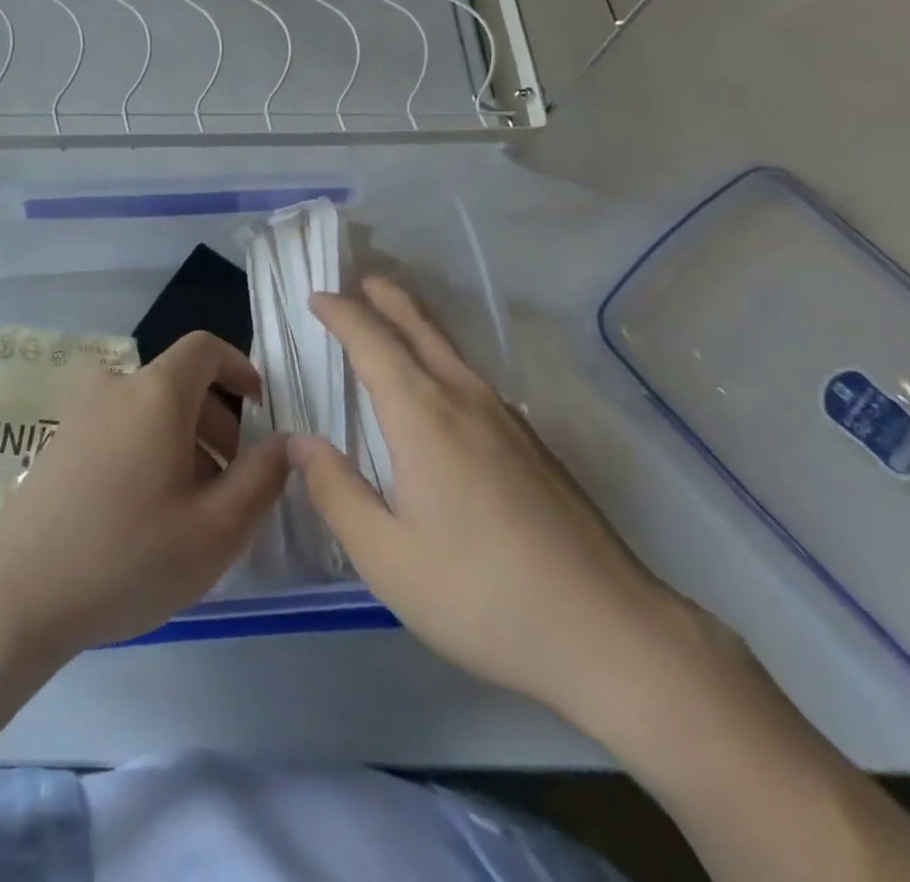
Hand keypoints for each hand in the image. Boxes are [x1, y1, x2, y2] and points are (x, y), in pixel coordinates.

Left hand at [0, 332, 290, 655]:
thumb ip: (262, 478)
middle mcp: (116, 386)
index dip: (239, 367)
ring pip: (149, 409)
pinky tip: (146, 512)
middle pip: (179, 383)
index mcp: (156, 392)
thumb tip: (285, 441)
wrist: (16, 596)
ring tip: (192, 506)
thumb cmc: (127, 556)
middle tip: (233, 483)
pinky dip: (147, 449)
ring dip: (183, 441)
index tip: (260, 407)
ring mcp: (80, 412)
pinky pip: (120, 427)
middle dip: (217, 422)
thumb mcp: (216, 529)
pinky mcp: (59, 441)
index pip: (205, 349)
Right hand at [297, 277, 694, 729]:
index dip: (342, 314)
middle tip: (360, 279)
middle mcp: (464, 398)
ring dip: (415, 324)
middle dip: (387, 298)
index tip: (317, 298)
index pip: (372, 342)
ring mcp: (506, 418)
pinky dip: (440, 357)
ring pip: (450, 350)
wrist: (608, 630)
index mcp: (423, 415)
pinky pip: (470, 377)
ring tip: (392, 318)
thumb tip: (300, 442)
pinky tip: (439, 388)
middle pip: (420, 327)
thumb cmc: (481, 594)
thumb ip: (337, 492)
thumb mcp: (386, 557)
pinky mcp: (532, 443)